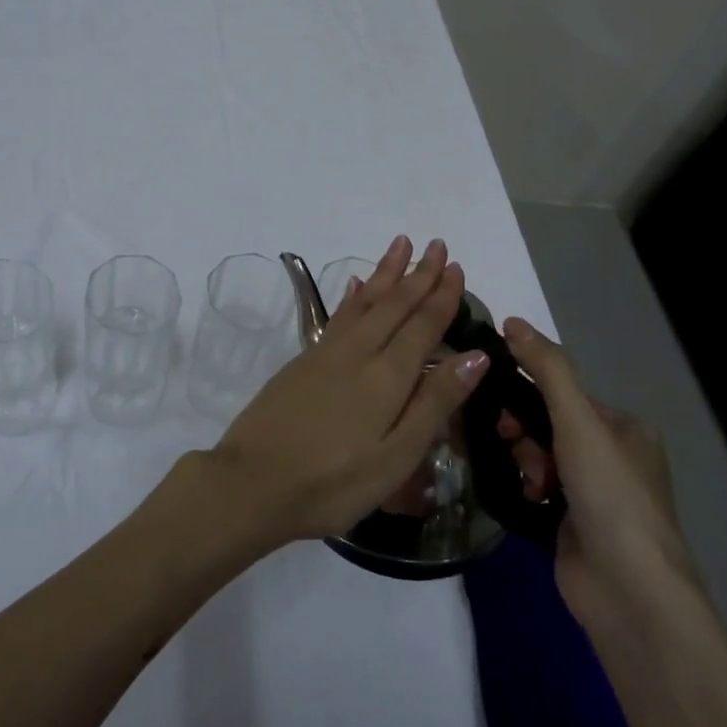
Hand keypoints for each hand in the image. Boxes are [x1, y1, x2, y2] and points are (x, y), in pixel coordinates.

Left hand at [204, 236, 491, 549]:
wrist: (252, 482)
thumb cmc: (333, 483)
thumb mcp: (395, 457)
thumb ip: (434, 403)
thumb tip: (475, 355)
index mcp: (387, 376)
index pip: (422, 324)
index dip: (442, 296)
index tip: (456, 266)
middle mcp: (357, 352)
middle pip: (393, 304)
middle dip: (418, 274)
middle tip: (435, 244)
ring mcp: (325, 353)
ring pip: (363, 301)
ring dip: (385, 273)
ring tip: (400, 245)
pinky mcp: (303, 361)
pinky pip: (338, 315)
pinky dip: (352, 296)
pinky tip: (355, 286)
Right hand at [496, 318, 696, 629]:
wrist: (628, 591)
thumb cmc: (610, 495)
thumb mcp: (579, 421)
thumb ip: (547, 369)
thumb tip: (511, 320)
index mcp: (625, 428)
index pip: (563, 393)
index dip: (527, 393)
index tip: (499, 404)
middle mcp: (612, 457)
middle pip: (546, 423)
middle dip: (523, 432)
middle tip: (510, 444)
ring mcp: (592, 493)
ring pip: (536, 455)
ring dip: (523, 461)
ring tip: (528, 482)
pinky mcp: (571, 523)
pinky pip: (534, 487)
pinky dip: (523, 486)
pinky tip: (522, 496)